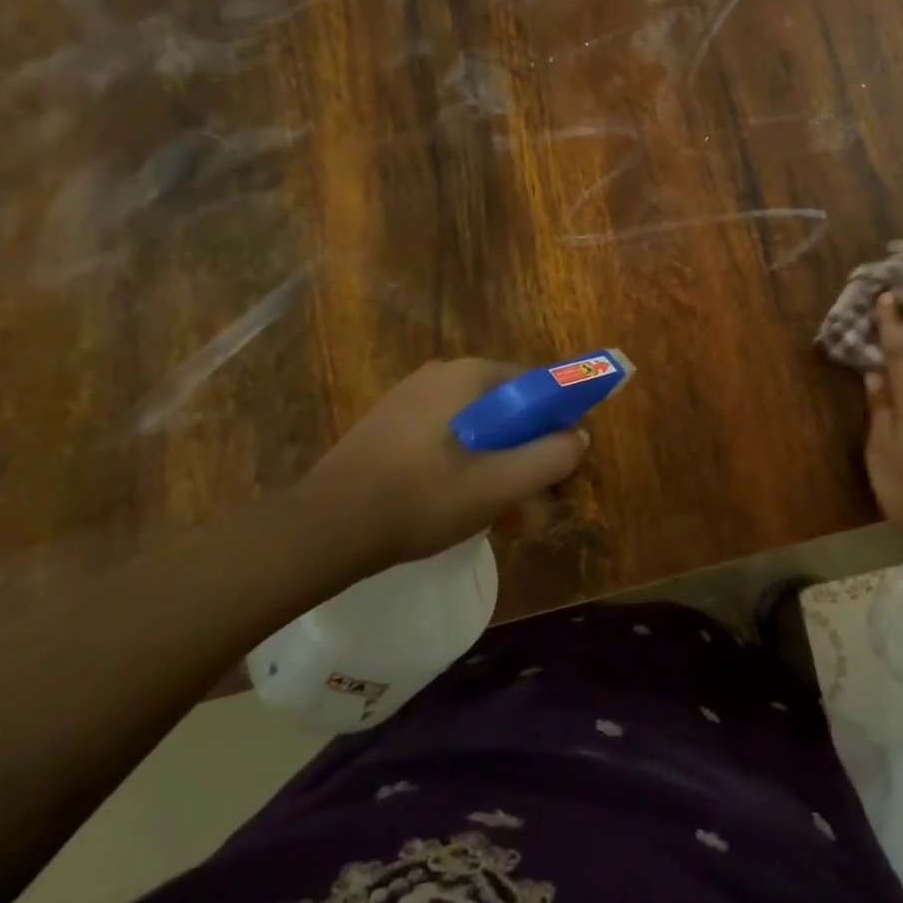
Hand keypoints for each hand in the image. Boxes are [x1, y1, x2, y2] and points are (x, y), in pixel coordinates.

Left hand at [298, 359, 588, 564]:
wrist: (323, 528)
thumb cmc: (421, 498)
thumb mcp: (499, 484)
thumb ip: (550, 457)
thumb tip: (579, 437)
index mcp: (471, 375)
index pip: (538, 387)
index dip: (557, 426)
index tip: (558, 468)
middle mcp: (442, 374)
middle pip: (508, 410)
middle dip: (526, 456)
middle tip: (528, 505)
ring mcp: (411, 398)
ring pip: (478, 428)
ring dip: (497, 467)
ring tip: (497, 517)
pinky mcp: (390, 424)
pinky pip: (446, 437)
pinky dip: (464, 466)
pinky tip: (457, 506)